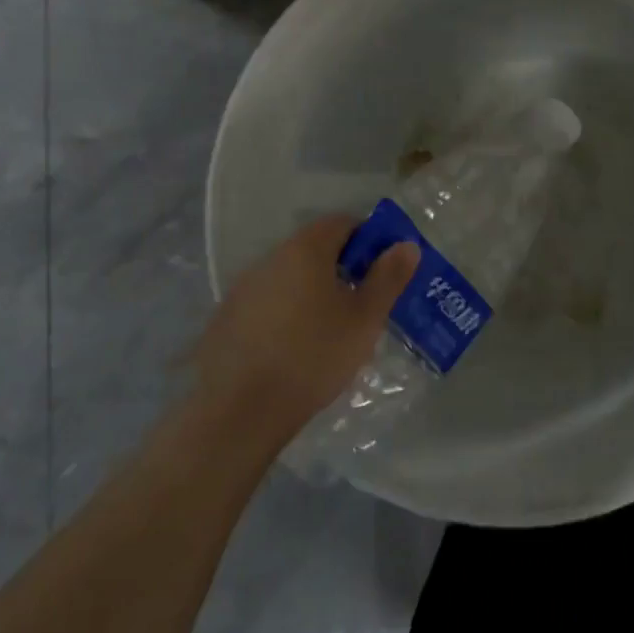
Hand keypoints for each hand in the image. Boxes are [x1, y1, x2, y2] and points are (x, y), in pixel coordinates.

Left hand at [190, 216, 419, 453]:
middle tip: (365, 303)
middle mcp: (270, 259)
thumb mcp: (364, 318)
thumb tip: (406, 245)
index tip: (385, 270)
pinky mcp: (227, 319)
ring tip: (333, 330)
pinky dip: (288, 314)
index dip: (369, 239)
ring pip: (290, 278)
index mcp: (305, 250)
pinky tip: (297, 348)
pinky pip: (268, 303)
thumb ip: (388, 277)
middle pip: (314, 249)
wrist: (241, 409)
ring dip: (314, 292)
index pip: (342, 223)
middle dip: (343, 268)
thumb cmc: (314, 355)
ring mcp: (243, 289)